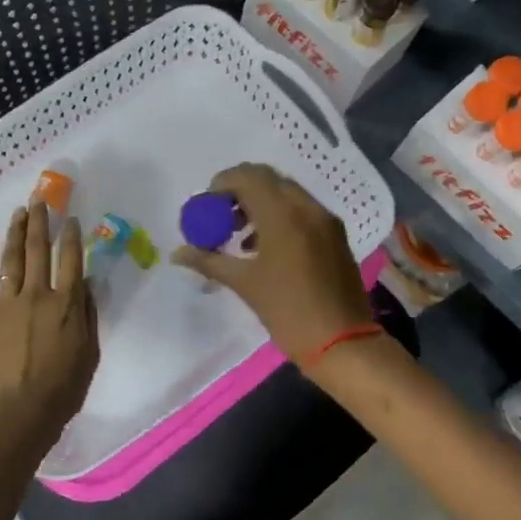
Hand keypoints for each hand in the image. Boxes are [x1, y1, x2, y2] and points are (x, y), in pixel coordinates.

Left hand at [0, 202, 99, 439]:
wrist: (19, 411)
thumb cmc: (63, 387)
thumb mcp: (89, 351)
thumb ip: (86, 313)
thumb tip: (82, 282)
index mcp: (65, 303)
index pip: (70, 259)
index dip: (70, 235)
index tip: (69, 218)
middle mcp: (36, 294)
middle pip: (38, 250)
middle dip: (40, 222)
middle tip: (39, 200)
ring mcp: (6, 303)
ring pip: (11, 259)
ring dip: (15, 232)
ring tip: (19, 212)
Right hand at [172, 163, 373, 363]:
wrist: (343, 342)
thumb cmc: (288, 312)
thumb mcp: (244, 284)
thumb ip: (208, 261)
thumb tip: (177, 253)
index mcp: (283, 215)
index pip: (248, 177)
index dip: (222, 183)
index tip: (207, 205)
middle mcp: (307, 208)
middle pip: (268, 179)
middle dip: (241, 191)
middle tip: (221, 216)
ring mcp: (325, 220)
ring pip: (287, 193)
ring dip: (260, 203)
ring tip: (240, 234)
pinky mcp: (335, 235)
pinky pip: (302, 210)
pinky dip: (280, 215)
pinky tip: (264, 246)